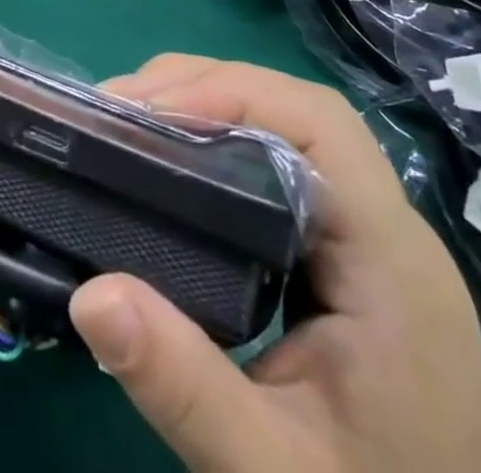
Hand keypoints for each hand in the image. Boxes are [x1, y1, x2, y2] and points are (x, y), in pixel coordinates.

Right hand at [69, 56, 480, 472]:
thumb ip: (185, 390)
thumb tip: (88, 295)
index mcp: (392, 265)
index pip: (320, 126)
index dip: (232, 94)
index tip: (146, 111)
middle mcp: (389, 232)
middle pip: (299, 112)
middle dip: (204, 91)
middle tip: (117, 109)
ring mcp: (369, 240)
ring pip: (289, 130)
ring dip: (207, 109)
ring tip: (129, 124)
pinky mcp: (344, 256)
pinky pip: (280, 166)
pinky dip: (218, 144)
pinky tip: (171, 165)